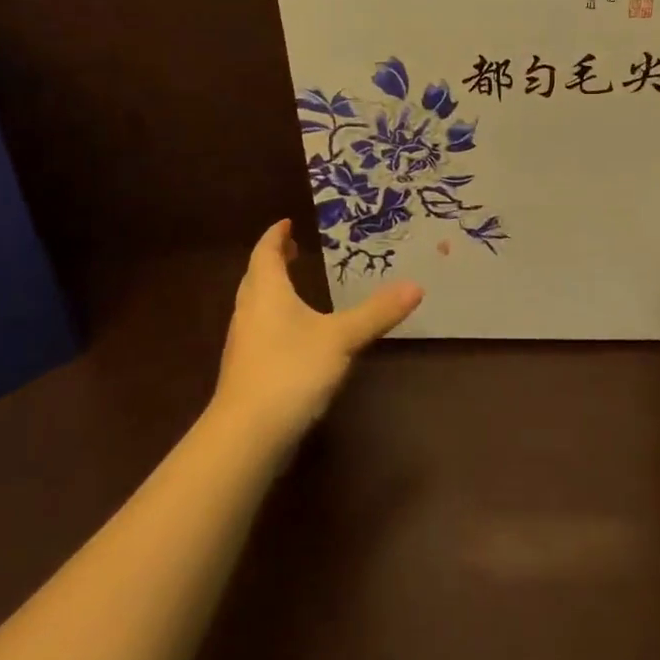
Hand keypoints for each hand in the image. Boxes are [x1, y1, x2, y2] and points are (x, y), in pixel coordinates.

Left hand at [212, 220, 423, 449]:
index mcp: (267, 293)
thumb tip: (416, 286)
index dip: (276, 236)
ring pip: (254, 306)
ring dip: (271, 292)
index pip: (266, 253)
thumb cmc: (291, 371)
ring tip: (294, 288)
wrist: (247, 435)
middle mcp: (249, 312)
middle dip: (273, 261)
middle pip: (256, 278)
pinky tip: (293, 337)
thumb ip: (377, 312)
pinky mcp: (246, 373)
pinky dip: (273, 320)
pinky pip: (259, 332)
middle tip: (293, 251)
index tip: (286, 223)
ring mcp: (243, 345)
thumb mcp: (342, 338)